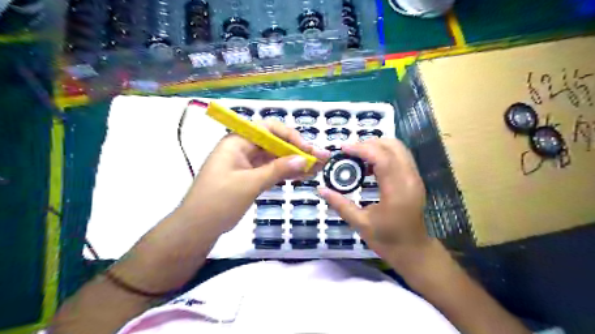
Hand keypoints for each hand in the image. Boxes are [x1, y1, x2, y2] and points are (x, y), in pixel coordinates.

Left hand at [179, 121, 332, 234]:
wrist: (197, 228)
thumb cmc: (219, 201)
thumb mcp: (250, 183)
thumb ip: (278, 169)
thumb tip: (305, 159)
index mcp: (238, 141)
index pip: (269, 129)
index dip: (291, 136)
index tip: (308, 149)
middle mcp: (243, 148)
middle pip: (275, 144)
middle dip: (298, 151)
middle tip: (321, 159)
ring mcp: (246, 163)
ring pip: (275, 158)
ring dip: (295, 162)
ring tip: (317, 168)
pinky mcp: (249, 177)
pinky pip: (270, 170)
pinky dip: (285, 173)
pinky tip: (302, 176)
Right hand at [319, 138, 430, 263]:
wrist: (413, 250)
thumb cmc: (387, 240)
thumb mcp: (360, 223)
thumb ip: (340, 204)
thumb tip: (321, 189)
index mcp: (397, 191)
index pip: (382, 158)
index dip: (361, 149)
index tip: (343, 149)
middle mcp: (410, 178)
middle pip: (393, 146)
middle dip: (369, 143)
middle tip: (349, 152)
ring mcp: (415, 177)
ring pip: (398, 148)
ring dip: (377, 146)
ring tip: (358, 156)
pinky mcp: (415, 178)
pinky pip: (400, 156)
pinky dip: (384, 153)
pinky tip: (370, 166)